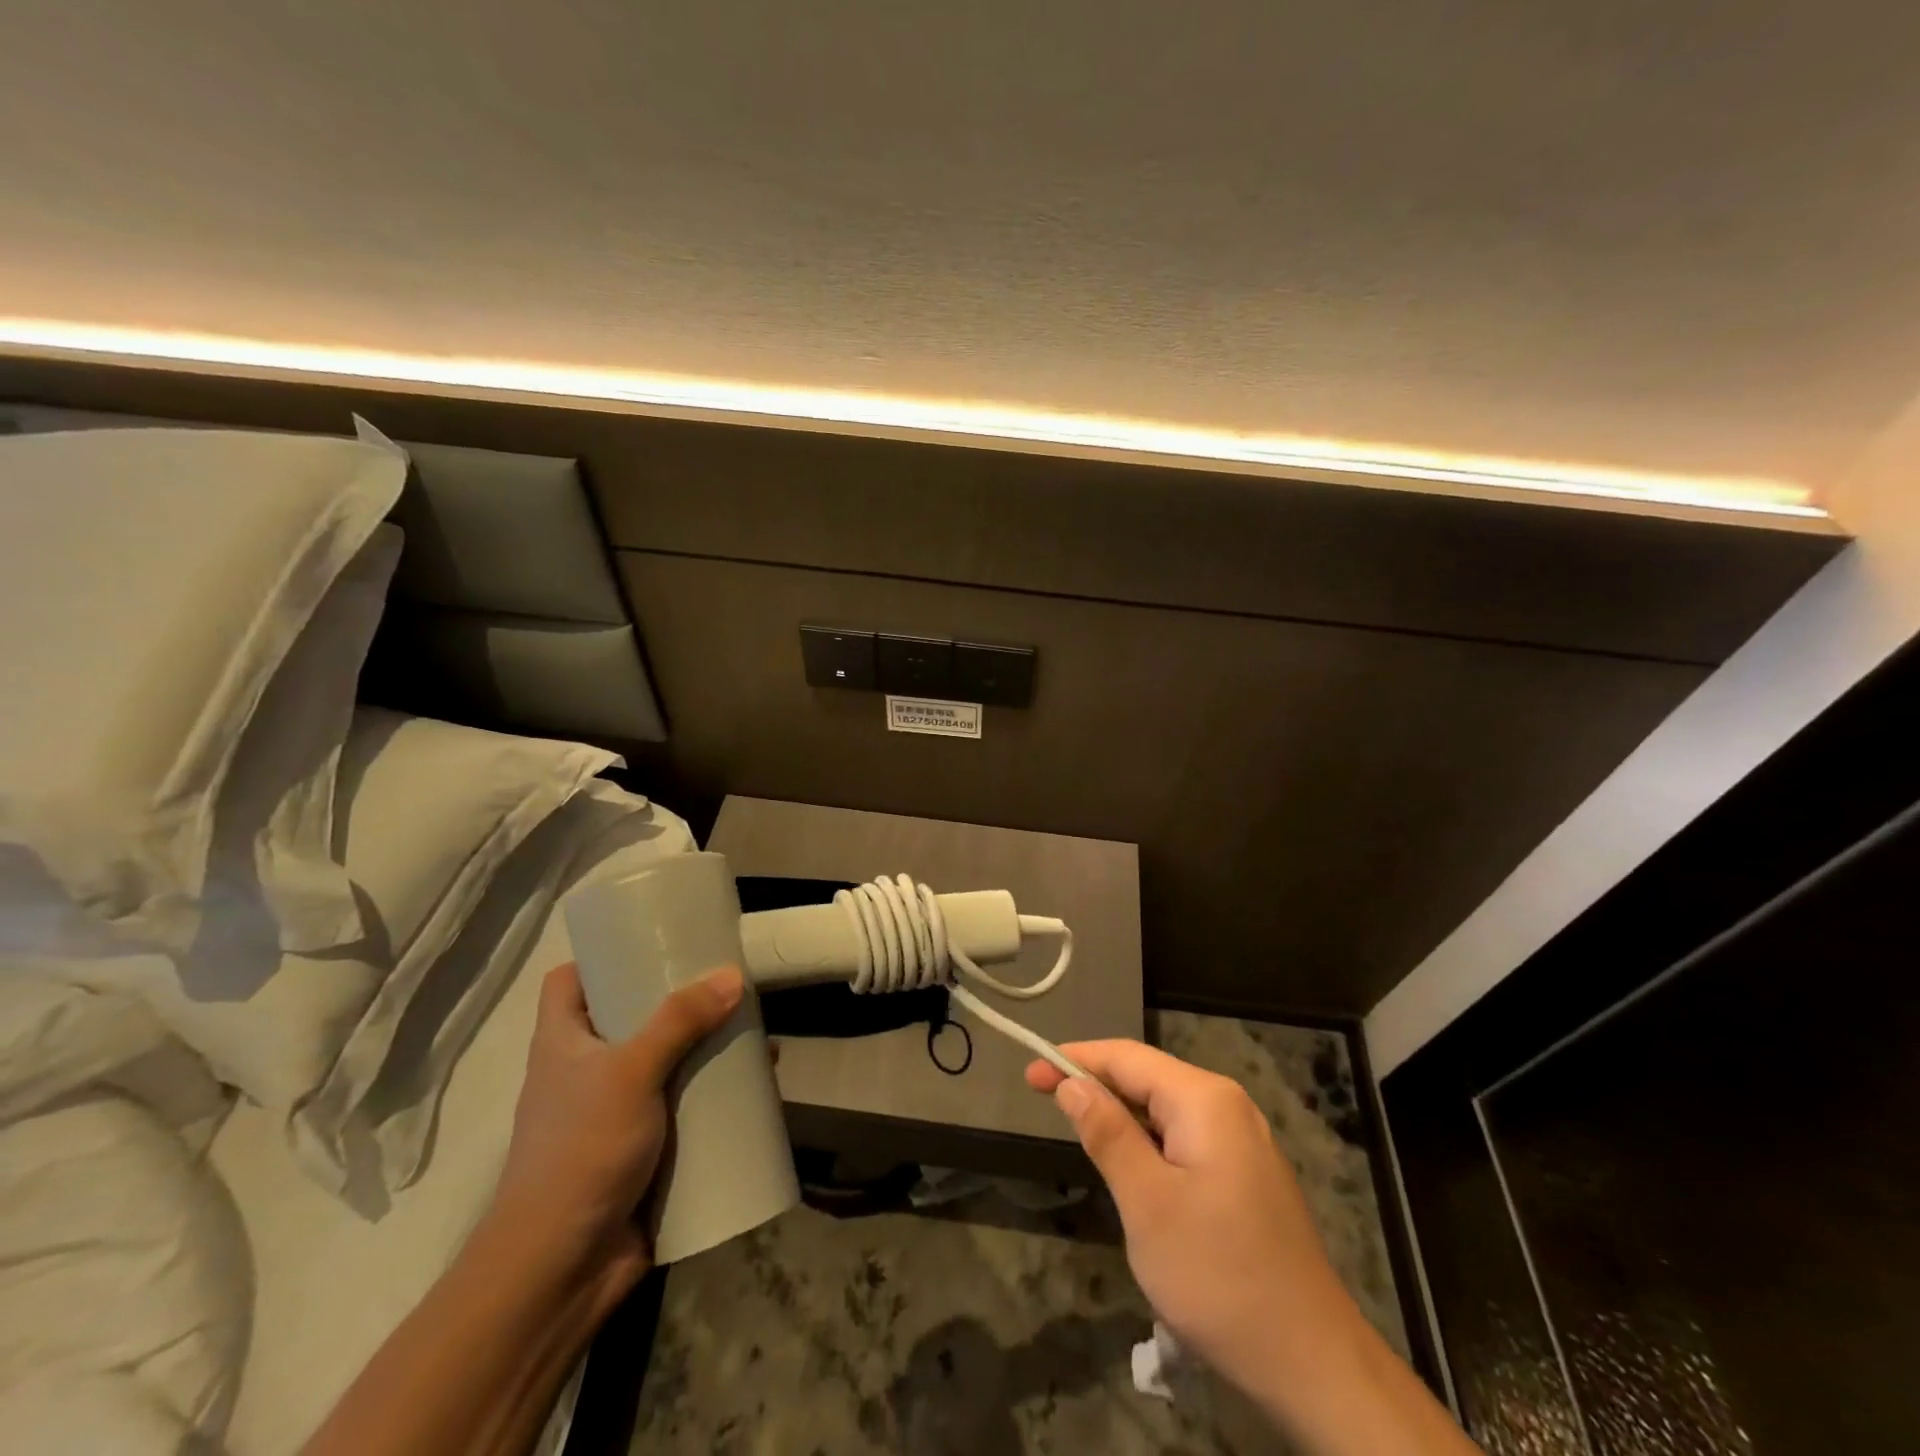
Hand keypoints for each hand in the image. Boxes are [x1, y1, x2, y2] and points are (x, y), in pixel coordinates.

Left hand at [484, 961, 742, 1298]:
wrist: (562, 1269)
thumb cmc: (580, 1152)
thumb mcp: (628, 1073)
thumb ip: (679, 1021)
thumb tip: (733, 975)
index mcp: (563, 1043)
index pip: (568, 982)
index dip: (601, 957)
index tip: (650, 938)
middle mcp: (586, 1071)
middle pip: (631, 1016)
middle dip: (677, 999)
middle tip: (722, 977)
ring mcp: (616, 1111)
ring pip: (665, 1061)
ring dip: (705, 1046)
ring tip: (750, 1025)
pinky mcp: (646, 1147)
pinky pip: (686, 1105)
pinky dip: (716, 1092)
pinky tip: (754, 1081)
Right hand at [1026, 1040, 1360, 1405]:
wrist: (1313, 1365)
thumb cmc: (1218, 1276)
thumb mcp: (1147, 1203)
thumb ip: (1107, 1134)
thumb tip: (1072, 1083)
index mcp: (1205, 1100)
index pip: (1127, 1057)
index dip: (1075, 1059)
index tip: (1031, 1073)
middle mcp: (1228, 1106)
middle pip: (1147, 1078)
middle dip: (1096, 1086)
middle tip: (1044, 1100)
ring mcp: (1243, 1142)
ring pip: (1165, 1111)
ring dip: (1121, 1117)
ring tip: (1079, 1133)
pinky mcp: (1247, 1175)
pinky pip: (1184, 1139)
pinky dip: (1148, 1144)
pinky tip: (1131, 1170)